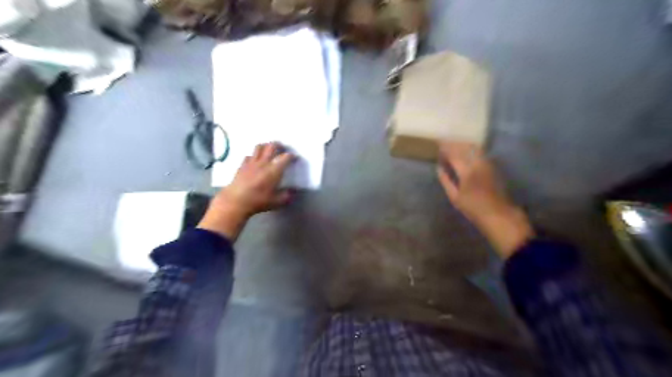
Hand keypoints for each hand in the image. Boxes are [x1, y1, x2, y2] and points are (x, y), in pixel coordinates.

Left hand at [197, 141, 294, 241]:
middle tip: (282, 148)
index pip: (286, 157)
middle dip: (279, 145)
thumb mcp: (276, 202)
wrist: (236, 201)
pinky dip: (254, 156)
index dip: (292, 156)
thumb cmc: (258, 201)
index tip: (295, 158)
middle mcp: (264, 162)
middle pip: (272, 146)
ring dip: (266, 146)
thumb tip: (292, 192)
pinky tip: (255, 161)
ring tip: (269, 150)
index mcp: (274, 170)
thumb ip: (286, 196)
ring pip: (259, 147)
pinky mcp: (242, 165)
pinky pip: (249, 155)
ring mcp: (252, 162)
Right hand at [436, 142, 536, 258]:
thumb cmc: (473, 208)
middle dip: (454, 143)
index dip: (445, 148)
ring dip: (463, 145)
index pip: (454, 154)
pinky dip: (471, 149)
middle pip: (464, 148)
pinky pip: (480, 153)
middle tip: (445, 142)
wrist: (498, 213)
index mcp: (466, 172)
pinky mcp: (493, 166)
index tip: (438, 143)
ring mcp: (487, 164)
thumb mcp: (455, 197)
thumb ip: (446, 181)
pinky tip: (466, 152)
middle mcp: (478, 164)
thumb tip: (439, 168)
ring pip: (474, 148)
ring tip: (455, 145)